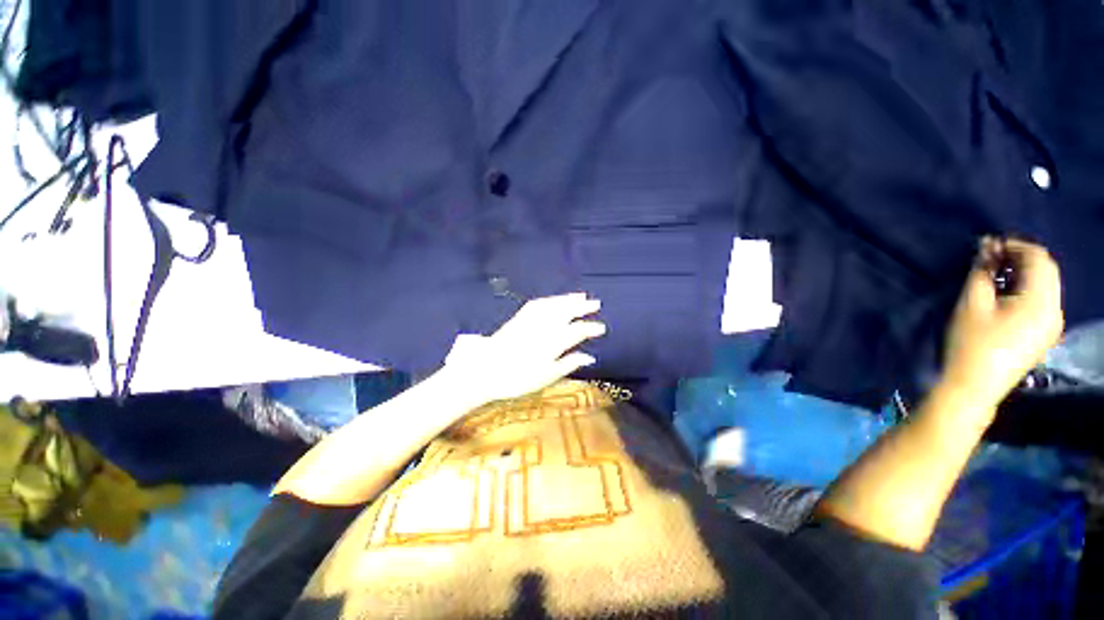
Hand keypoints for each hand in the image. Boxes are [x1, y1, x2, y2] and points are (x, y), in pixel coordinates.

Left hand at [440, 293, 605, 406]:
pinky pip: (537, 304)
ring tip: (581, 296)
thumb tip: (590, 357)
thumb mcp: (546, 377)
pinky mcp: (519, 318)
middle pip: (566, 312)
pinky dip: (550, 300)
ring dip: (568, 299)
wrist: (484, 370)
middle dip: (582, 307)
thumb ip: (569, 364)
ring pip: (553, 305)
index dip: (590, 328)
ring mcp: (530, 320)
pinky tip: (555, 300)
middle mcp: (543, 327)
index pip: (577, 331)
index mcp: (552, 343)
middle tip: (596, 303)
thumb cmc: (517, 379)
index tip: (601, 328)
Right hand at [941, 238, 1063, 410]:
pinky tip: (1007, 293)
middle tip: (992, 256)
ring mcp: (1053, 324)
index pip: (1039, 259)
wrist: (975, 386)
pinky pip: (1044, 300)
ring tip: (997, 274)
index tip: (990, 245)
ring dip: (1025, 273)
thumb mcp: (972, 304)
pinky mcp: (1046, 334)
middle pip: (1047, 270)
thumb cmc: (971, 344)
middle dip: (1022, 258)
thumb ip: (982, 272)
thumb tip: (987, 247)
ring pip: (1047, 285)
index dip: (1016, 245)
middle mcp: (1056, 310)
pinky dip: (1028, 288)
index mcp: (1041, 302)